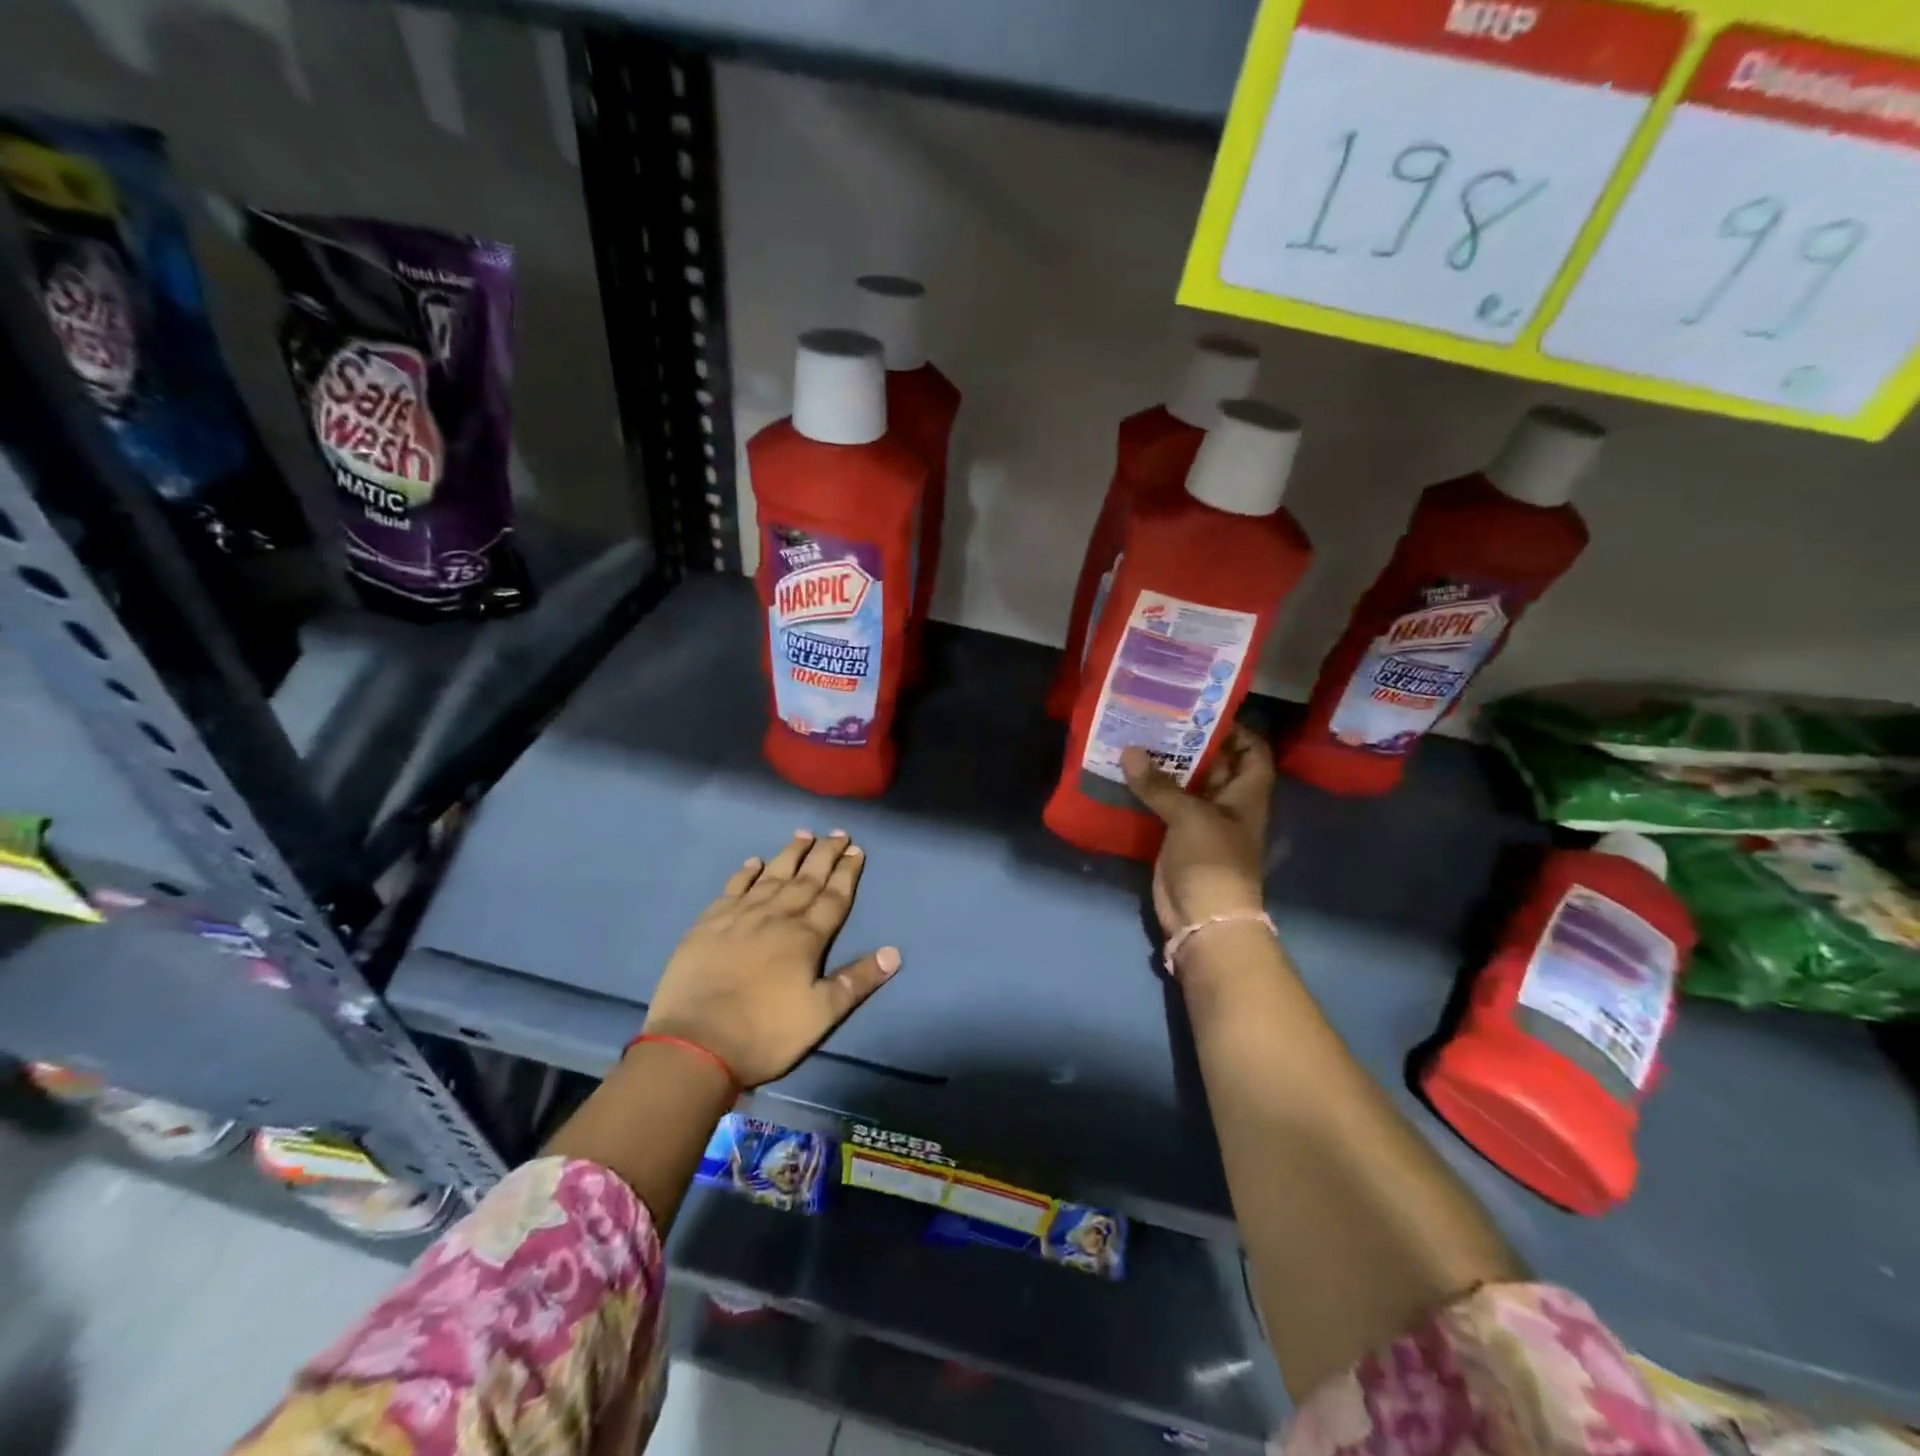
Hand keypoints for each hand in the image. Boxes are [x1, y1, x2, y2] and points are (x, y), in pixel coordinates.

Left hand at [642, 830, 899, 1087]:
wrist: (695, 1044)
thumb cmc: (764, 1034)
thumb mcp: (821, 1015)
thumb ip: (857, 981)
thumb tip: (894, 952)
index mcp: (805, 937)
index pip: (833, 898)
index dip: (847, 873)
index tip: (856, 850)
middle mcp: (776, 917)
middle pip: (806, 879)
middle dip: (824, 855)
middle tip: (837, 833)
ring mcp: (739, 917)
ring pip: (771, 876)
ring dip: (790, 855)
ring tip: (803, 835)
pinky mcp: (708, 924)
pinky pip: (732, 889)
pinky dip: (745, 874)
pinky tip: (754, 863)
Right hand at [1122, 723, 1274, 936]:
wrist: (1204, 917)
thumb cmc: (1213, 860)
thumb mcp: (1190, 816)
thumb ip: (1160, 785)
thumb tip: (1130, 751)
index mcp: (1246, 793)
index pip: (1252, 751)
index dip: (1236, 729)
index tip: (1202, 709)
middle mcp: (1227, 803)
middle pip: (1215, 764)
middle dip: (1190, 741)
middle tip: (1158, 716)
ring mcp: (1201, 821)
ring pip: (1185, 784)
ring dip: (1165, 765)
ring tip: (1136, 737)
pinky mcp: (1177, 837)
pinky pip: (1164, 806)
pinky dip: (1149, 791)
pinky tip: (1126, 773)